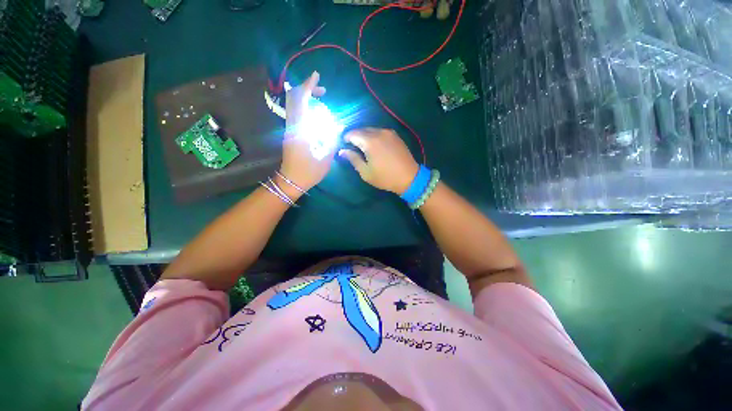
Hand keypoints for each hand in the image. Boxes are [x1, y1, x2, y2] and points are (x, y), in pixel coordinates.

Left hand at [280, 71, 333, 190]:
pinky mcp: (290, 132)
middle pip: (293, 98)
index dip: (308, 86)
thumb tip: (339, 126)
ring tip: (321, 100)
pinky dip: (304, 106)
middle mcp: (292, 125)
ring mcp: (289, 128)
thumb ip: (332, 140)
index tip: (317, 76)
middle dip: (307, 89)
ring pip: (293, 104)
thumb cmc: (309, 172)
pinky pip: (296, 112)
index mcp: (300, 130)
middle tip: (322, 91)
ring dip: (306, 97)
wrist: (291, 181)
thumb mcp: (325, 159)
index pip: (300, 101)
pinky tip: (316, 113)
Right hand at [339, 128, 419, 194]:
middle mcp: (379, 132)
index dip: (345, 138)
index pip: (352, 134)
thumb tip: (342, 151)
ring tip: (363, 147)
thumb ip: (353, 159)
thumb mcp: (366, 172)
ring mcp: (389, 132)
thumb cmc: (385, 177)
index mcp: (370, 141)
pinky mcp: (395, 135)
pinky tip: (375, 145)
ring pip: (371, 130)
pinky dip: (374, 136)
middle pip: (361, 130)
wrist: (409, 177)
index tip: (343, 146)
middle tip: (352, 147)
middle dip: (355, 136)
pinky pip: (380, 132)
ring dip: (364, 136)